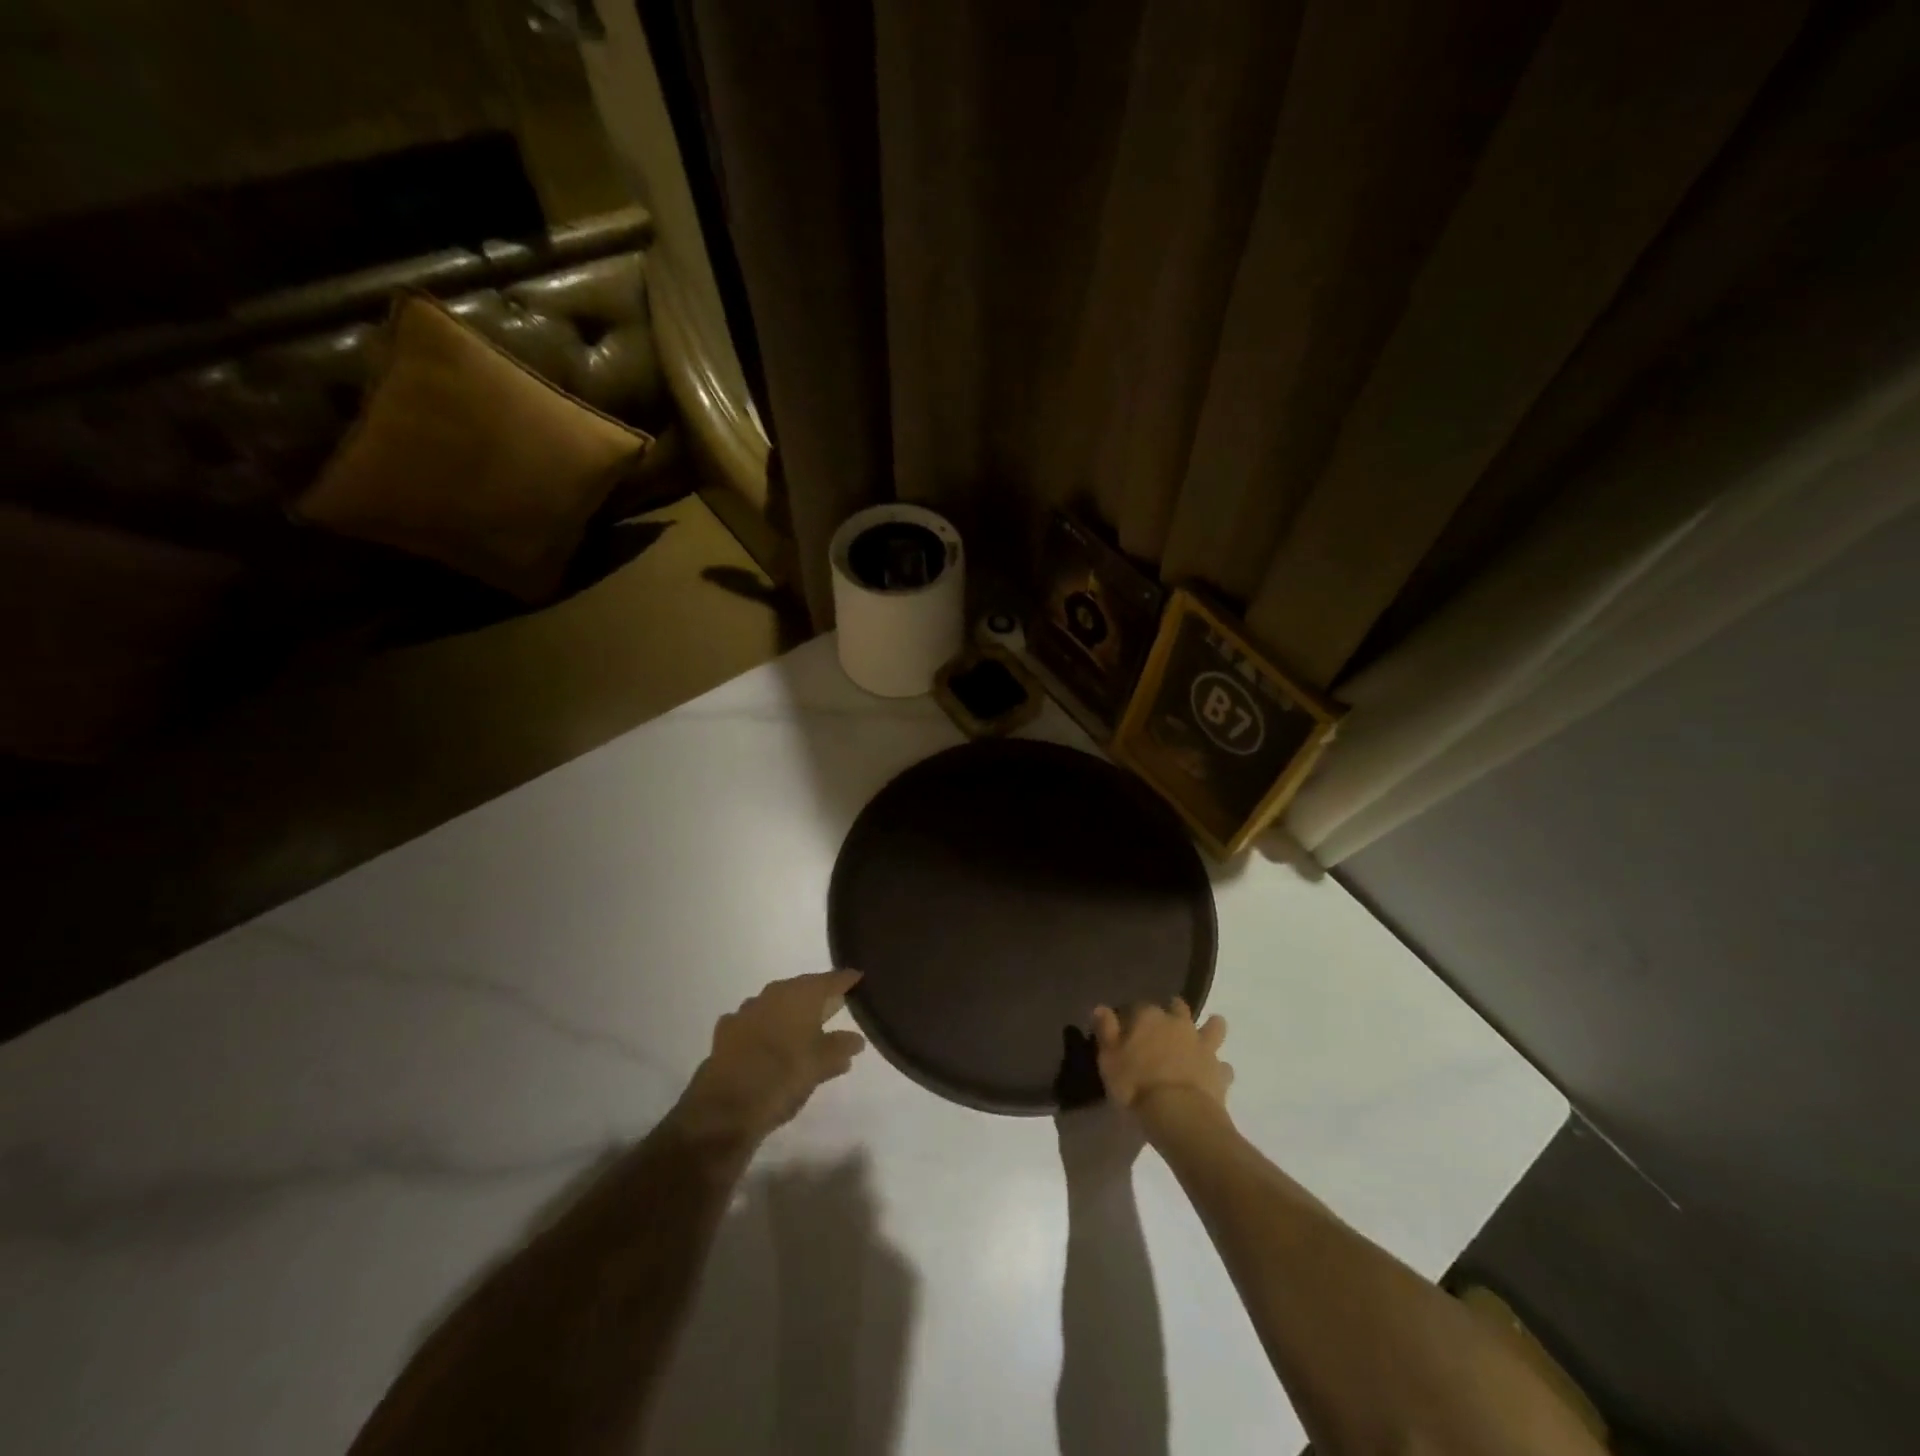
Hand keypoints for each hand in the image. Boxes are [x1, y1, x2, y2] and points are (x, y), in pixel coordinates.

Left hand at [676, 971, 866, 1144]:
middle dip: (817, 996)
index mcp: (799, 996)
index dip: (845, 980)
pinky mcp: (726, 1033)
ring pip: (775, 1004)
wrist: (723, 1108)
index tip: (858, 978)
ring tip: (804, 1026)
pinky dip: (766, 1028)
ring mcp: (745, 1012)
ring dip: (790, 1012)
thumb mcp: (820, 1066)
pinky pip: (754, 1022)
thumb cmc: (782, 1078)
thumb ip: (840, 1048)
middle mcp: (772, 995)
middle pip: (801, 988)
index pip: (829, 980)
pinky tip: (769, 1042)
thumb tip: (856, 1039)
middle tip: (835, 1003)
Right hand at [1090, 998, 1231, 1118]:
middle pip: (1178, 1007)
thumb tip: (1101, 1007)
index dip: (1133, 1016)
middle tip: (1166, 1024)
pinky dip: (1219, 1069)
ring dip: (1210, 1028)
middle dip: (1174, 1010)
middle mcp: (1178, 1024)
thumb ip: (1106, 1030)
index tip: (1128, 1028)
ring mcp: (1203, 1046)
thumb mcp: (1108, 1058)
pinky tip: (1215, 1076)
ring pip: (1213, 1027)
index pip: (1139, 1006)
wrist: (1179, 1116)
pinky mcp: (1220, 1072)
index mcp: (1149, 1017)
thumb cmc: (1135, 1085)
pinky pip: (1223, 1066)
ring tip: (1205, 1035)